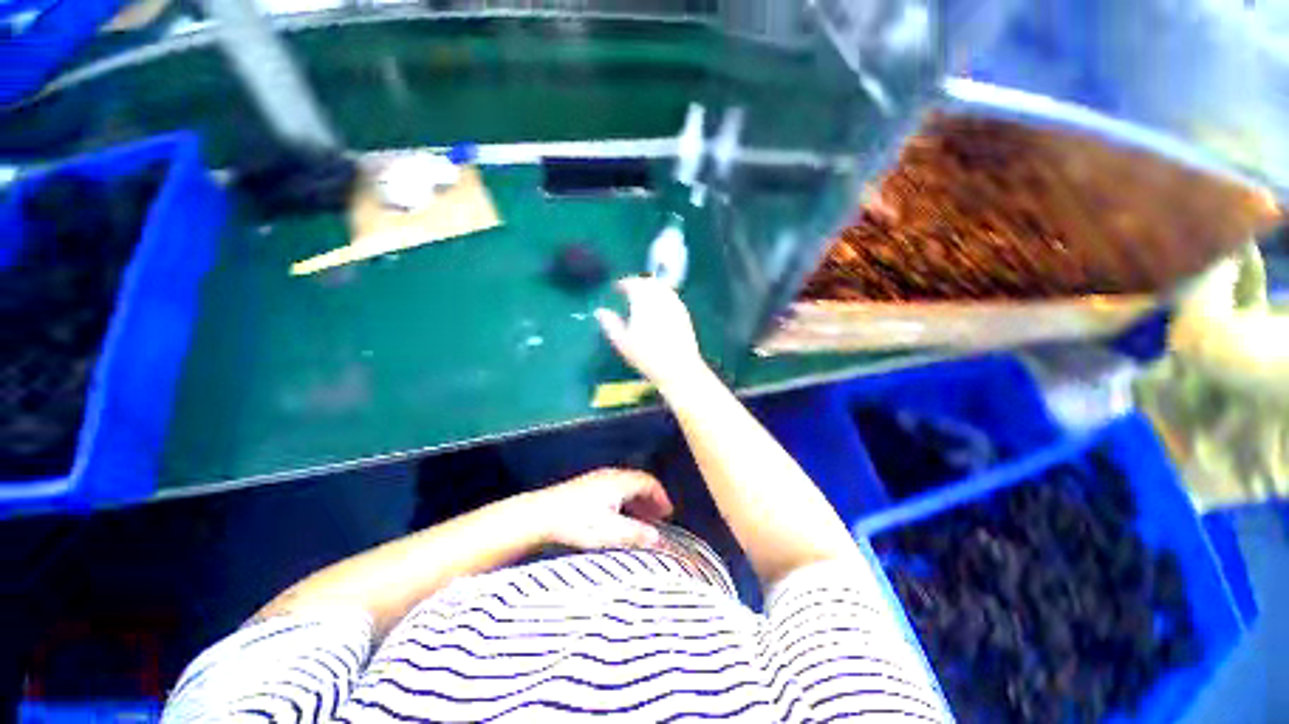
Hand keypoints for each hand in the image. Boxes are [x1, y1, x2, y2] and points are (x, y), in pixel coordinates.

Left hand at [527, 468, 673, 549]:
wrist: (539, 514)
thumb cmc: (576, 522)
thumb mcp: (609, 532)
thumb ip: (636, 534)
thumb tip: (659, 537)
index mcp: (619, 482)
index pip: (648, 482)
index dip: (661, 496)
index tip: (669, 513)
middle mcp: (611, 475)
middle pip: (639, 482)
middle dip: (651, 499)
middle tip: (659, 517)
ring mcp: (597, 478)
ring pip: (626, 485)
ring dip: (638, 500)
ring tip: (643, 520)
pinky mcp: (586, 486)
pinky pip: (615, 489)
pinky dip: (625, 500)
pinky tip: (620, 517)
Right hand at [595, 277, 706, 390]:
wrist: (679, 368)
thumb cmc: (647, 356)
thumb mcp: (622, 342)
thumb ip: (610, 324)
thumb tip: (599, 311)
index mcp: (643, 301)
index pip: (633, 283)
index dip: (623, 283)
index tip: (616, 287)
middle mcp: (660, 298)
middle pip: (648, 282)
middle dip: (638, 283)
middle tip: (628, 290)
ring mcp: (675, 304)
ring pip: (661, 287)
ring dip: (651, 287)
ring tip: (642, 297)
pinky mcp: (684, 313)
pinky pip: (671, 296)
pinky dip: (662, 295)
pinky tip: (658, 306)